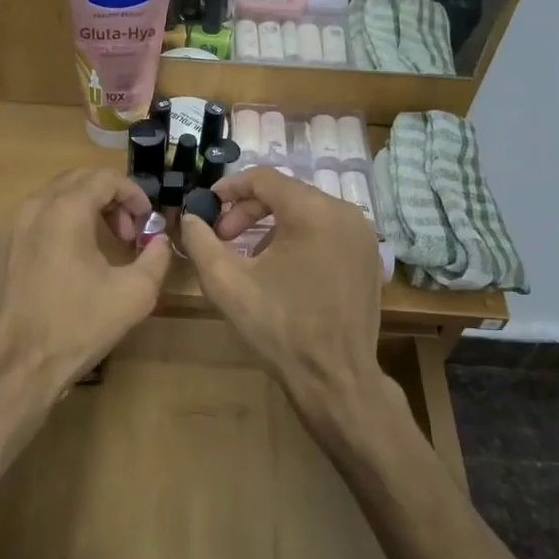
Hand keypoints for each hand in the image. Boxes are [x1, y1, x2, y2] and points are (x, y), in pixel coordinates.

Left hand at [0, 169, 171, 411]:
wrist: (13, 368)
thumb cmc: (76, 328)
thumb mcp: (134, 295)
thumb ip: (157, 258)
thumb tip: (159, 241)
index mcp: (65, 210)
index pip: (106, 178)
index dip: (134, 194)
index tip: (146, 222)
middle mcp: (31, 208)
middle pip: (76, 181)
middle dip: (108, 199)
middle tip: (125, 233)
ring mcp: (6, 228)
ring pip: (50, 199)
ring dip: (81, 211)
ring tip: (98, 247)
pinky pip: (29, 222)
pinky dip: (54, 227)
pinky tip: (63, 264)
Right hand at [178, 167, 386, 429]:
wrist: (335, 380)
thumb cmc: (279, 328)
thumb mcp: (227, 282)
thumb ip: (200, 241)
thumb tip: (190, 217)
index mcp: (314, 211)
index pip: (263, 178)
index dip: (229, 189)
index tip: (206, 208)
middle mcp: (345, 213)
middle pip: (286, 194)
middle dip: (248, 212)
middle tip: (222, 238)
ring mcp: (363, 236)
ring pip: (306, 212)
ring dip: (271, 226)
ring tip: (247, 257)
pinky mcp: (369, 258)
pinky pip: (326, 232)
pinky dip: (298, 239)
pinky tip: (280, 270)